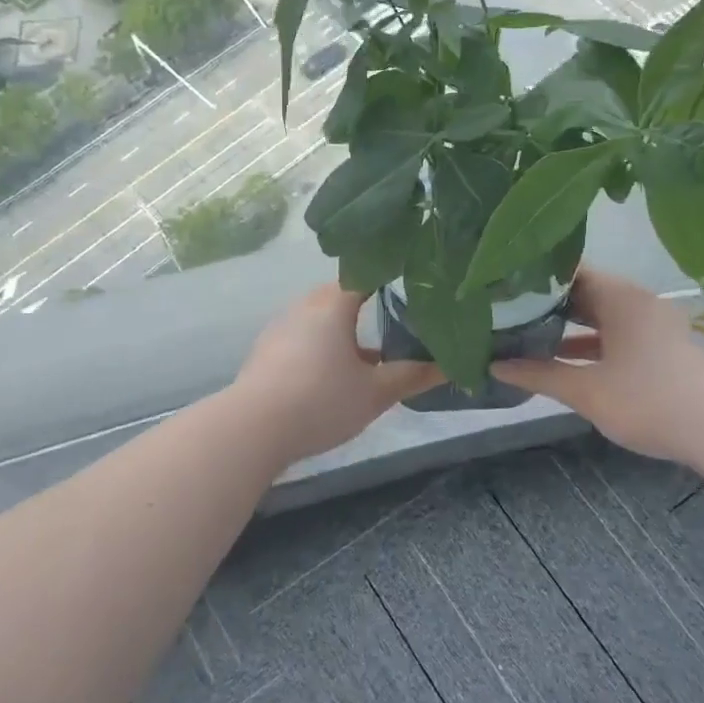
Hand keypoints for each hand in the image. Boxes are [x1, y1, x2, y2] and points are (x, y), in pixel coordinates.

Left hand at [232, 285, 440, 467]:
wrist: (253, 428)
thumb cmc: (321, 400)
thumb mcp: (375, 393)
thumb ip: (411, 376)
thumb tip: (450, 367)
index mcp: (332, 305)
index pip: (363, 274)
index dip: (387, 275)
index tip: (410, 283)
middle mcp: (303, 308)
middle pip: (338, 295)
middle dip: (366, 305)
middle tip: (396, 319)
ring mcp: (280, 329)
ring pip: (319, 319)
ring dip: (343, 330)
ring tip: (370, 353)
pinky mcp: (266, 353)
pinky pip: (302, 337)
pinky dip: (322, 346)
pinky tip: (333, 375)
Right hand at [493, 267, 703, 463]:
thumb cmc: (651, 400)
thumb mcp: (587, 390)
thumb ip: (540, 374)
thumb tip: (495, 365)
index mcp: (619, 297)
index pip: (568, 270)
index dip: (533, 275)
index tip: (500, 284)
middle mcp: (636, 301)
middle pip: (583, 291)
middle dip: (544, 302)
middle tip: (502, 309)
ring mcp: (651, 324)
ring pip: (598, 315)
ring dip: (565, 325)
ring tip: (521, 332)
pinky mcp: (659, 348)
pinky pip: (614, 334)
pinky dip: (587, 342)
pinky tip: (560, 358)